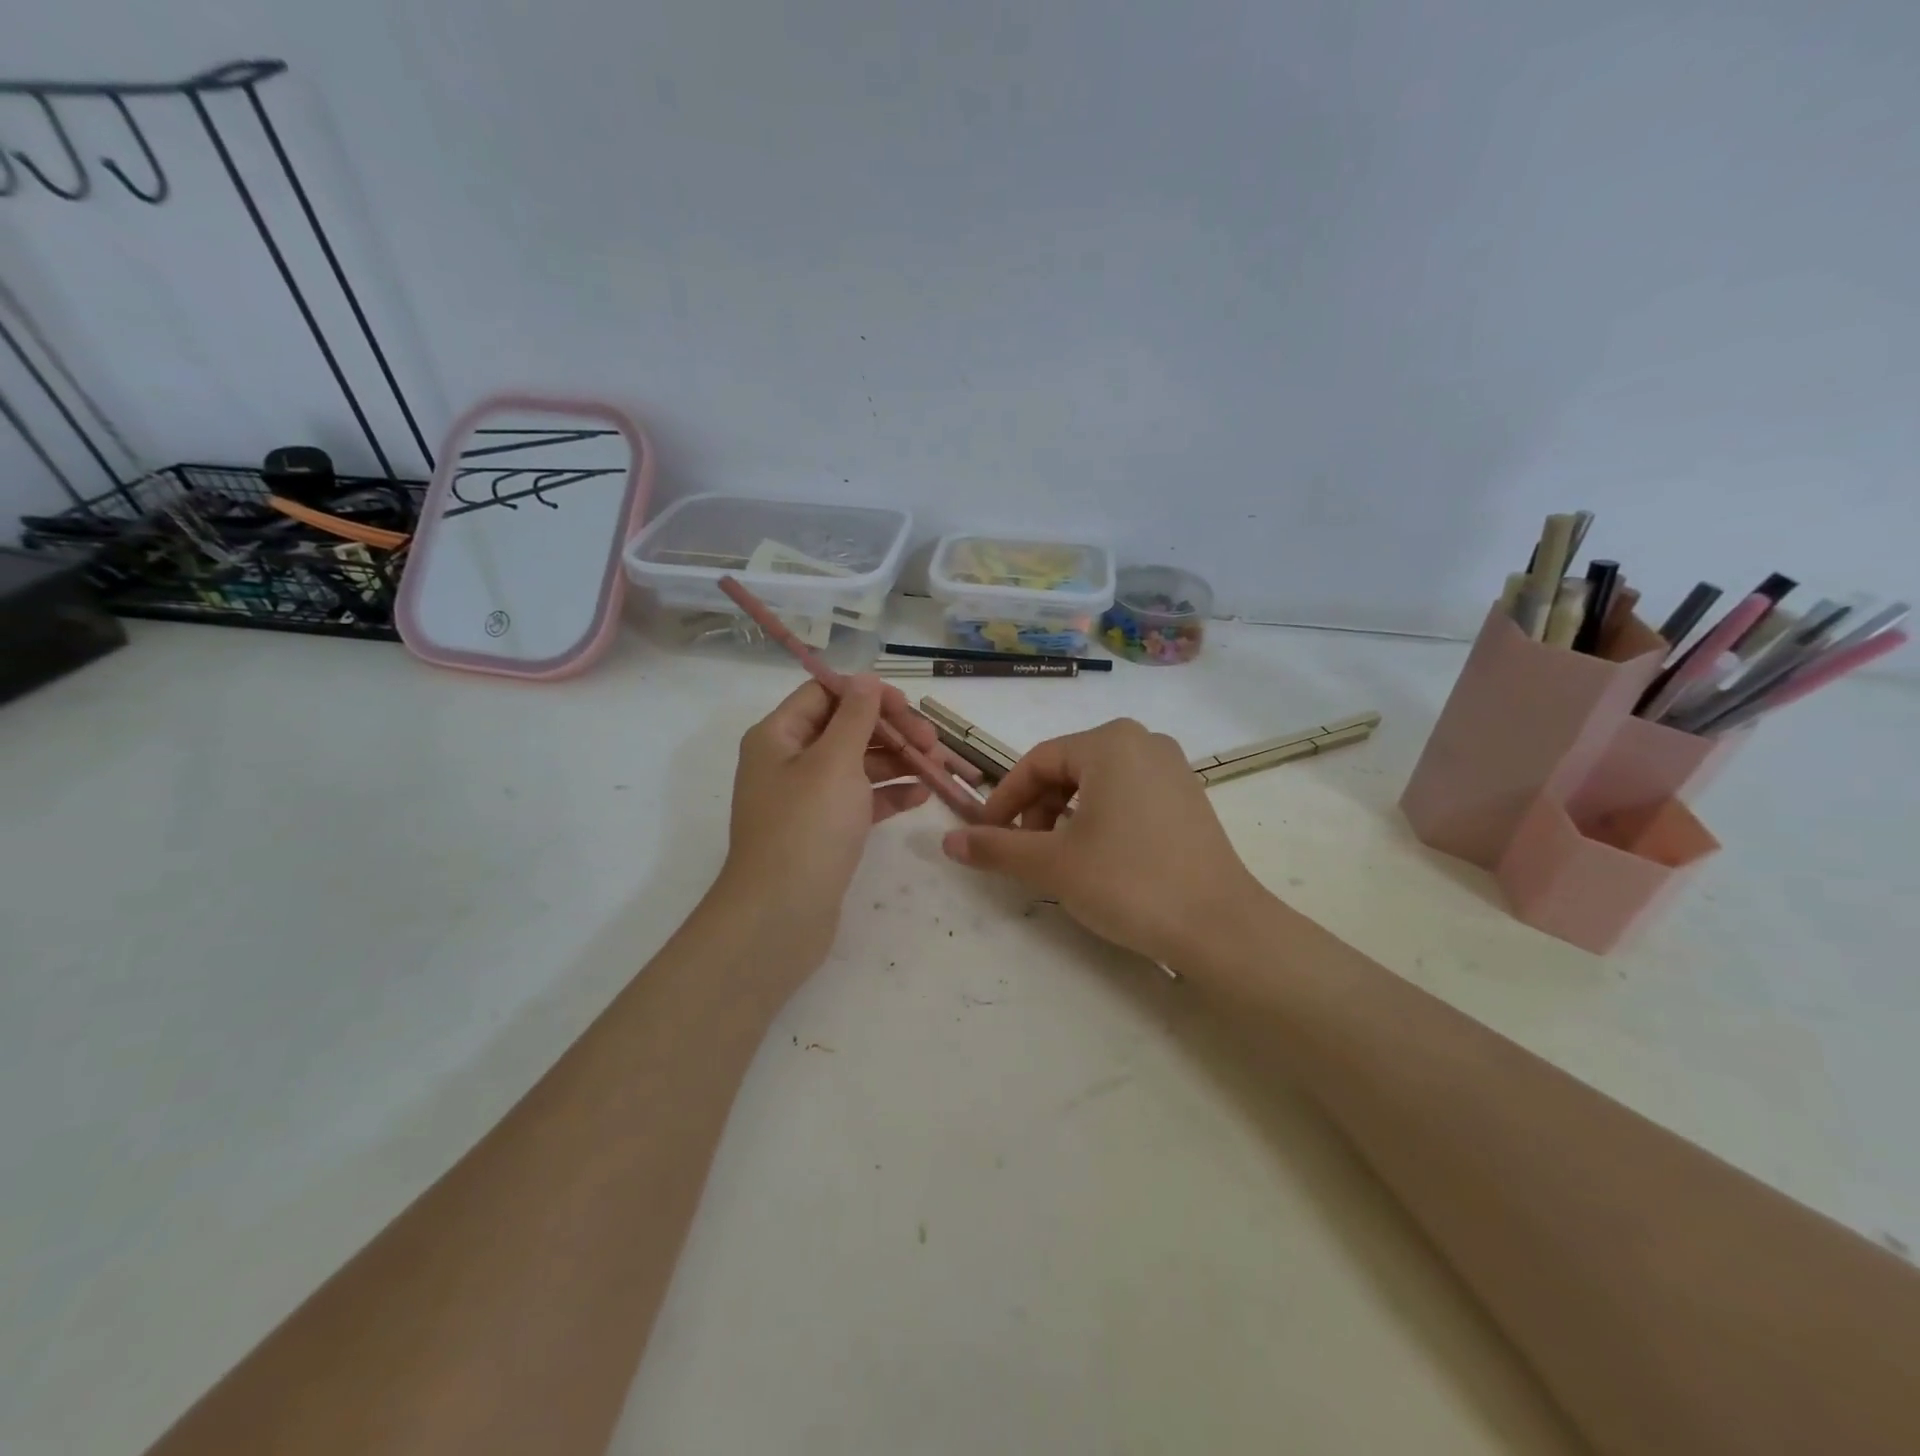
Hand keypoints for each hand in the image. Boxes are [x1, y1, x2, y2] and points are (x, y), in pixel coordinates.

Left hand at [718, 675, 956, 964]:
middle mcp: (788, 761)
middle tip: (932, 742)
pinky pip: (860, 800)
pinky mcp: (823, 831)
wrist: (780, 917)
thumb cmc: (806, 828)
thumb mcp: (834, 762)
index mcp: (778, 736)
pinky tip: (921, 795)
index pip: (824, 694)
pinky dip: (888, 793)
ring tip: (937, 767)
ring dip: (897, 761)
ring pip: (857, 765)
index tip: (907, 707)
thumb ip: (855, 716)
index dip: (866, 694)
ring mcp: (806, 799)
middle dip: (890, 730)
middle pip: (845, 728)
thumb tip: (865, 679)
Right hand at [941, 718, 1265, 969]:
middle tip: (1024, 853)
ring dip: (1065, 817)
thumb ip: (996, 847)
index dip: (1004, 800)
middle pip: (1067, 770)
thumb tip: (948, 842)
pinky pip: (1128, 796)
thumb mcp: (1053, 864)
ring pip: (1097, 784)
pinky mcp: (1188, 798)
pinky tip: (1099, 858)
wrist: (1220, 927)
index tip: (985, 836)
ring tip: (1059, 860)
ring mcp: (1172, 768)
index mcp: (1109, 742)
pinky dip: (1100, 820)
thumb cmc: (1129, 882)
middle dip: (1036, 810)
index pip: (1036, 762)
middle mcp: (1143, 742)